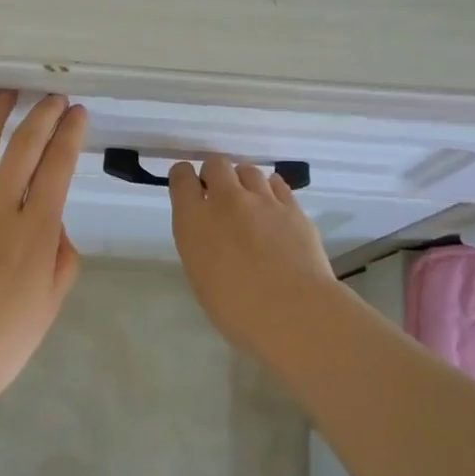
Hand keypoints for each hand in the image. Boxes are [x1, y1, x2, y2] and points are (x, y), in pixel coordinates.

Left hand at [0, 90, 87, 398]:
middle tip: (52, 97)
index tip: (77, 113)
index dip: (70, 135)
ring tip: (8, 92)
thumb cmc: (4, 341)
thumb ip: (62, 254)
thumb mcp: (51, 301)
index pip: (57, 168)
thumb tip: (53, 220)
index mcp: (35, 232)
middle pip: (23, 148)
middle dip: (42, 116)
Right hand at [168, 156, 338, 357]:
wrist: (293, 312)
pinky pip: (277, 184)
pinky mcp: (293, 207)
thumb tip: (212, 236)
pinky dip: (270, 191)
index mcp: (194, 221)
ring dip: (243, 182)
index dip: (183, 177)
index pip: (181, 178)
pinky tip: (273, 208)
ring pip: (248, 170)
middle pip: (216, 164)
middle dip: (215, 174)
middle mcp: (226, 201)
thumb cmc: (237, 310)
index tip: (188, 187)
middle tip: (219, 196)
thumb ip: (201, 245)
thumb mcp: (201, 277)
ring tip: (249, 203)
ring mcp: (262, 200)